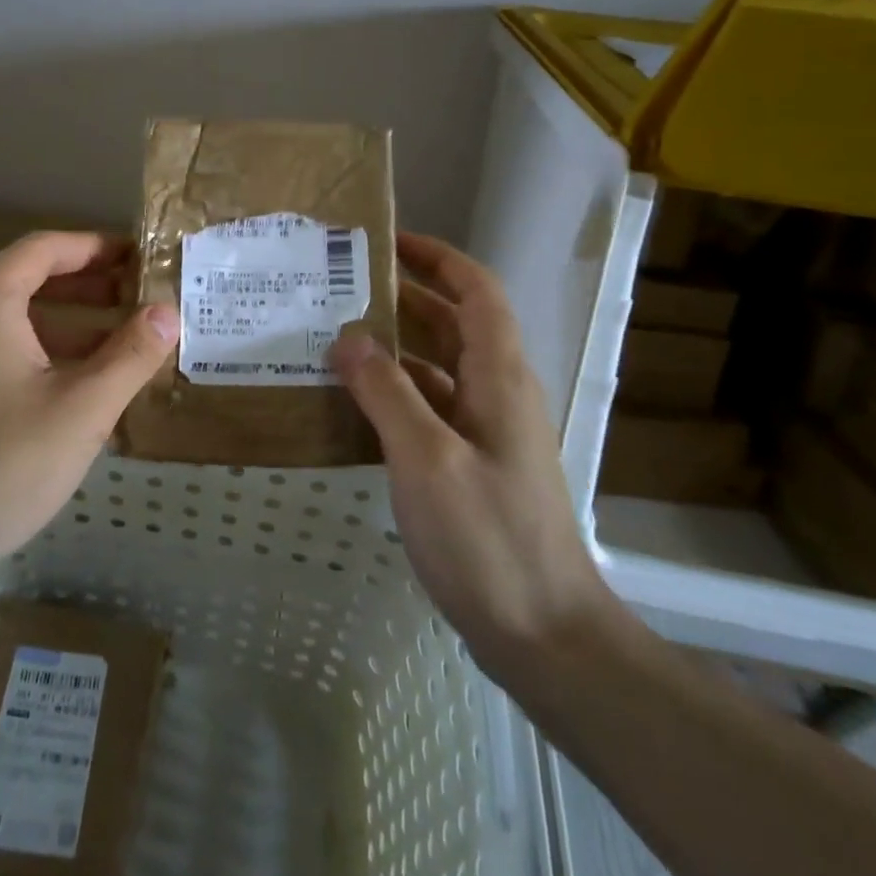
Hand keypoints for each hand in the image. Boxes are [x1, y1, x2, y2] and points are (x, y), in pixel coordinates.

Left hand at [0, 232, 179, 581]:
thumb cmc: (2, 464)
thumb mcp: (83, 408)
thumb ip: (131, 355)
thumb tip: (169, 312)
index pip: (46, 248)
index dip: (97, 247)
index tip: (140, 257)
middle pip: (30, 278)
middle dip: (89, 284)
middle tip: (140, 296)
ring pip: (16, 317)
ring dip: (71, 321)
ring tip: (123, 340)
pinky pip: (1, 348)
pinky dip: (44, 350)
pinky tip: (81, 382)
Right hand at [330, 232, 616, 680]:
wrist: (544, 634)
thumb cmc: (488, 538)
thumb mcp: (427, 458)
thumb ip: (386, 392)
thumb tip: (348, 337)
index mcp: (498, 376)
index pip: (475, 291)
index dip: (437, 257)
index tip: (385, 241)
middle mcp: (496, 393)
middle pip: (452, 324)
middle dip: (403, 297)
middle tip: (339, 287)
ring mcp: (484, 433)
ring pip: (435, 369)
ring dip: (392, 349)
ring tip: (331, 338)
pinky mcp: (470, 466)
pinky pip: (428, 411)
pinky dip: (392, 396)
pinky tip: (349, 405)